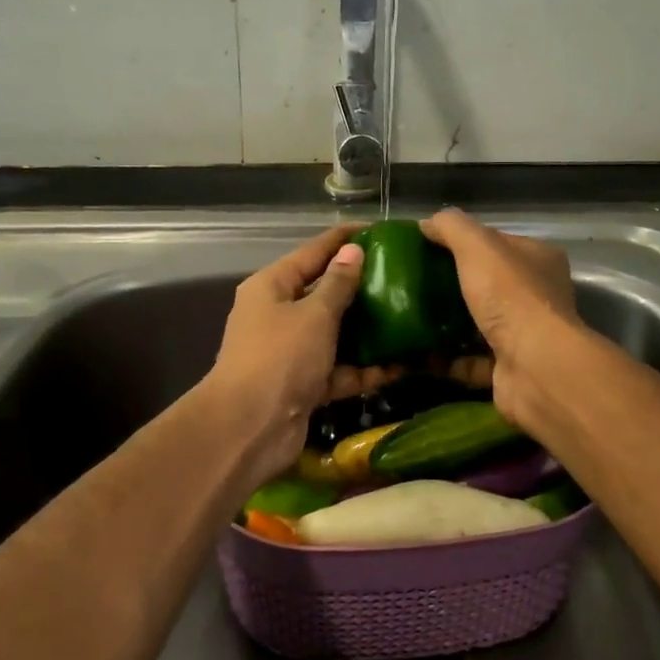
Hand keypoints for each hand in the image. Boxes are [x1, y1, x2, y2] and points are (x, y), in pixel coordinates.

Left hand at [205, 227, 397, 481]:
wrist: (249, 429)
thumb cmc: (280, 358)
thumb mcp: (314, 314)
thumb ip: (337, 283)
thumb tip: (353, 250)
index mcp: (272, 286)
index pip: (313, 252)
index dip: (345, 239)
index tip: (381, 230)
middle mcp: (278, 314)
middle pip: (324, 292)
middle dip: (361, 287)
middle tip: (404, 276)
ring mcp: (291, 352)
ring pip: (335, 333)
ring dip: (367, 330)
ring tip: (409, 318)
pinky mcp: (304, 384)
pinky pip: (339, 369)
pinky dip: (364, 369)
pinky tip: (400, 366)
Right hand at [420, 209, 584, 431]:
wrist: (534, 367)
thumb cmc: (510, 297)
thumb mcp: (478, 246)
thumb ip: (452, 227)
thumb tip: (427, 223)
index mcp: (538, 259)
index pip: (497, 242)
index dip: (464, 241)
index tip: (427, 246)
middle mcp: (537, 296)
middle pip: (487, 284)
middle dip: (452, 284)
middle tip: (413, 283)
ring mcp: (525, 335)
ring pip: (479, 324)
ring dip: (447, 324)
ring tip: (409, 317)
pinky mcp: (509, 369)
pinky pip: (470, 361)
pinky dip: (446, 359)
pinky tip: (417, 354)